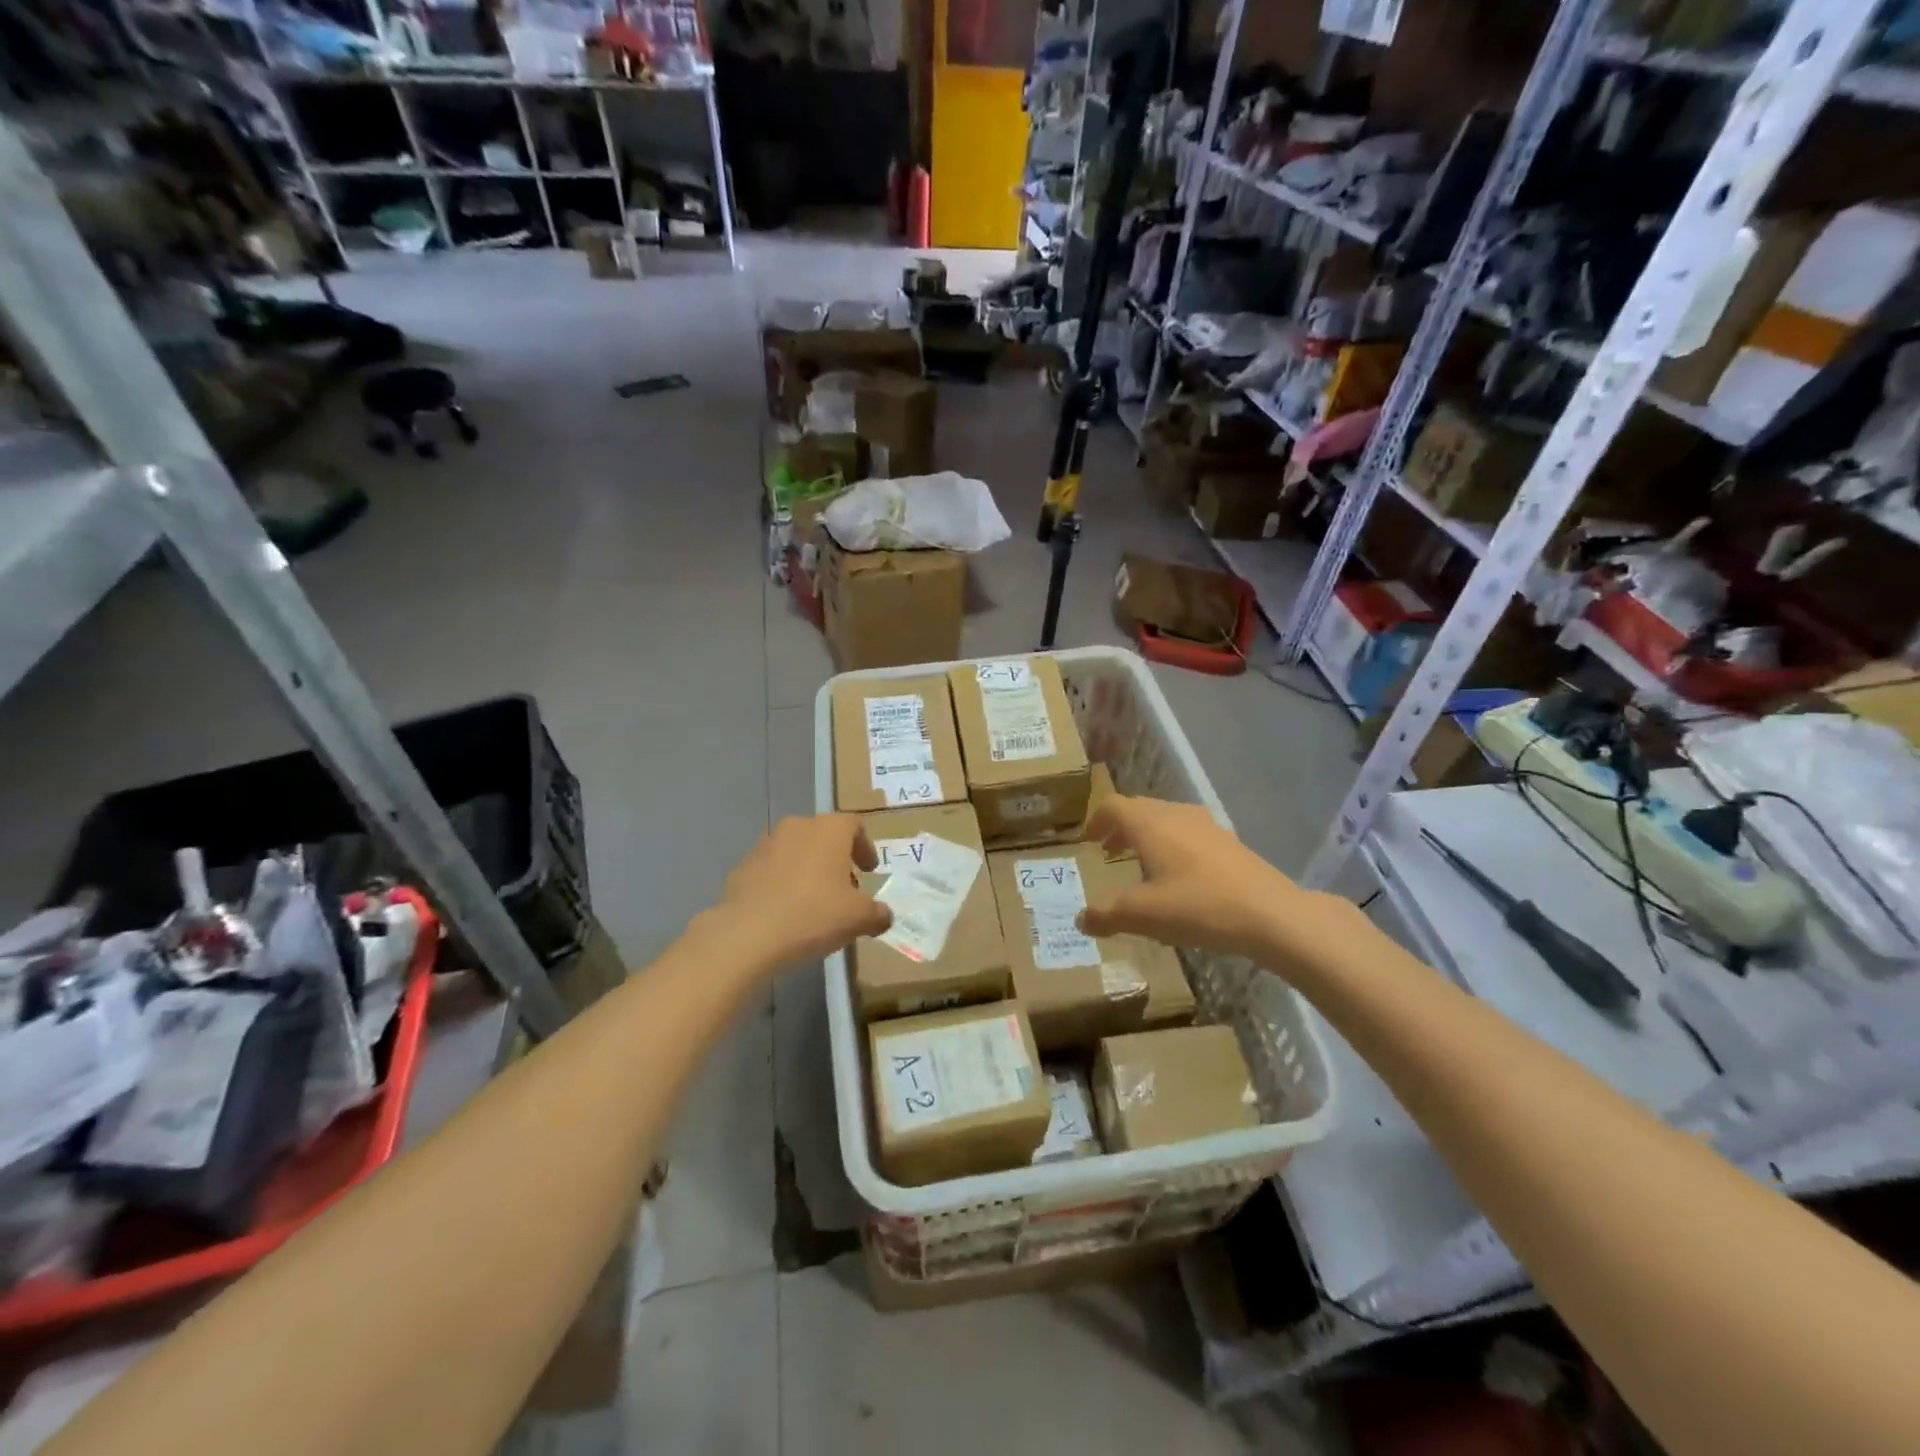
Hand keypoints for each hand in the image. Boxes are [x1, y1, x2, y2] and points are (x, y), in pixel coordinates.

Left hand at [713, 814, 891, 967]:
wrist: (748, 933)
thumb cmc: (814, 914)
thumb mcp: (858, 918)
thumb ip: (877, 913)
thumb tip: (884, 916)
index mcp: (829, 829)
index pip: (854, 826)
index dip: (865, 847)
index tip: (869, 871)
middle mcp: (797, 827)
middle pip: (824, 836)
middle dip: (836, 860)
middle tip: (844, 889)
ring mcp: (765, 844)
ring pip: (796, 851)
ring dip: (808, 869)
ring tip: (814, 901)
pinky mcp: (742, 866)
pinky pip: (771, 869)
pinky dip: (782, 883)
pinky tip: (785, 911)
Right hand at [1076, 796, 1344, 960]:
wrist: (1272, 915)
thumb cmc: (1198, 906)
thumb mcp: (1143, 916)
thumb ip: (1107, 915)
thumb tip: (1080, 919)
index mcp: (1150, 824)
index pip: (1113, 806)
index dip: (1096, 821)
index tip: (1087, 842)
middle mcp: (1176, 814)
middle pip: (1139, 809)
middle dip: (1119, 828)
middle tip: (1108, 852)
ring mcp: (1207, 826)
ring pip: (1166, 820)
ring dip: (1147, 836)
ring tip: (1141, 865)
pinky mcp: (1229, 842)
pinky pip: (1188, 833)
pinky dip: (1172, 845)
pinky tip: (1179, 878)